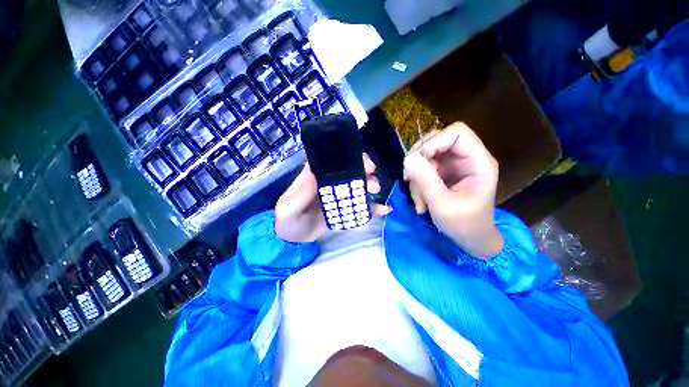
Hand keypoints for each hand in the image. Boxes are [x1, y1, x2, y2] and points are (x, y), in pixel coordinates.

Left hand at [275, 155, 391, 242]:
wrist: (295, 241)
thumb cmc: (289, 222)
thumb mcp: (288, 209)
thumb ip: (299, 193)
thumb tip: (315, 172)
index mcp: (316, 176)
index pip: (335, 161)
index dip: (351, 158)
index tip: (365, 164)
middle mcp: (330, 182)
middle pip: (351, 170)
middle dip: (365, 171)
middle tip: (371, 180)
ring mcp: (340, 196)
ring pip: (359, 185)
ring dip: (371, 185)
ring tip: (375, 192)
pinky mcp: (346, 209)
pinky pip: (361, 205)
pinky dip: (373, 206)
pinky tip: (384, 209)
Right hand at [403, 122, 502, 258]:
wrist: (470, 238)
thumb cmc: (463, 225)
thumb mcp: (442, 205)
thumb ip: (426, 181)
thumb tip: (408, 158)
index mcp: (479, 162)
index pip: (457, 132)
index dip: (434, 142)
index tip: (417, 162)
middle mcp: (468, 158)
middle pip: (438, 140)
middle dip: (420, 160)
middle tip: (409, 179)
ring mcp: (454, 165)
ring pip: (427, 155)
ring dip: (416, 175)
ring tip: (419, 200)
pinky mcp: (444, 172)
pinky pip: (424, 167)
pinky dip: (417, 182)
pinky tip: (420, 200)